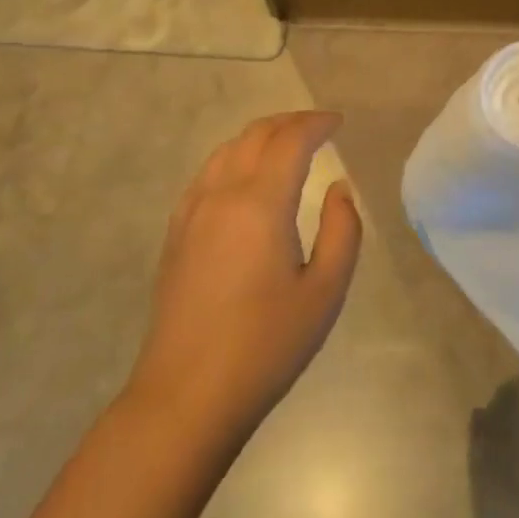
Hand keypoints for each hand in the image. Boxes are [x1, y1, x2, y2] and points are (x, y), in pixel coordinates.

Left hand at [127, 112, 361, 445]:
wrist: (187, 395)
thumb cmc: (266, 346)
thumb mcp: (324, 292)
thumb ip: (341, 231)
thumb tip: (339, 188)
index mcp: (260, 203)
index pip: (291, 141)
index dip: (316, 124)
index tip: (338, 122)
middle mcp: (222, 194)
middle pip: (256, 135)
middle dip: (290, 122)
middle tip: (318, 126)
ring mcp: (192, 211)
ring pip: (227, 149)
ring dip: (260, 135)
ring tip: (286, 143)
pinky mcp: (176, 232)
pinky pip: (207, 173)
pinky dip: (234, 157)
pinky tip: (245, 175)